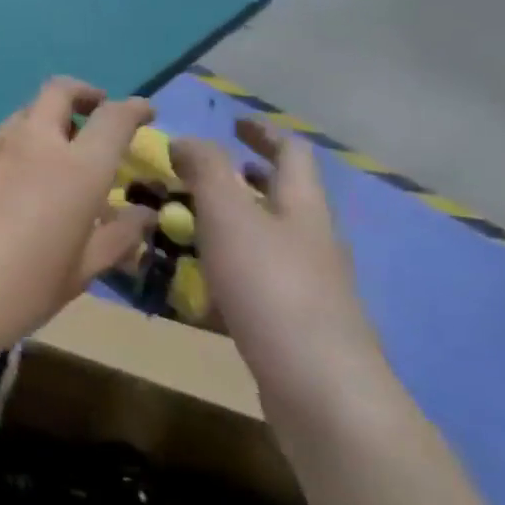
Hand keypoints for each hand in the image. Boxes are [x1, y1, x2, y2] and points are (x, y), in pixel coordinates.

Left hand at [0, 79, 156, 361]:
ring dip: (41, 126)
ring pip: (20, 118)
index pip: (113, 117)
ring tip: (46, 167)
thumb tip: (141, 215)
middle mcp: (29, 145)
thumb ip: (113, 239)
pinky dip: (7, 155)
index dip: (133, 109)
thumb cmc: (11, 294)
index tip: (141, 114)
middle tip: (91, 117)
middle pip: (58, 92)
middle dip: (82, 95)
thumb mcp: (75, 277)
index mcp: (74, 169)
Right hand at [171, 121, 387, 416]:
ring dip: (232, 222)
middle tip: (201, 173)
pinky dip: (229, 264)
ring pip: (268, 237)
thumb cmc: (271, 287)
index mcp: (302, 207)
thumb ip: (206, 172)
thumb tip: (186, 138)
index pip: (291, 154)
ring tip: (188, 223)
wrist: (317, 382)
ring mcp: (308, 283)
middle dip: (246, 178)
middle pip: (284, 196)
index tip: (232, 122)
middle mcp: (312, 240)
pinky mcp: (293, 320)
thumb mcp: (230, 217)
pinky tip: (200, 281)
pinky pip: (258, 276)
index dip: (262, 133)